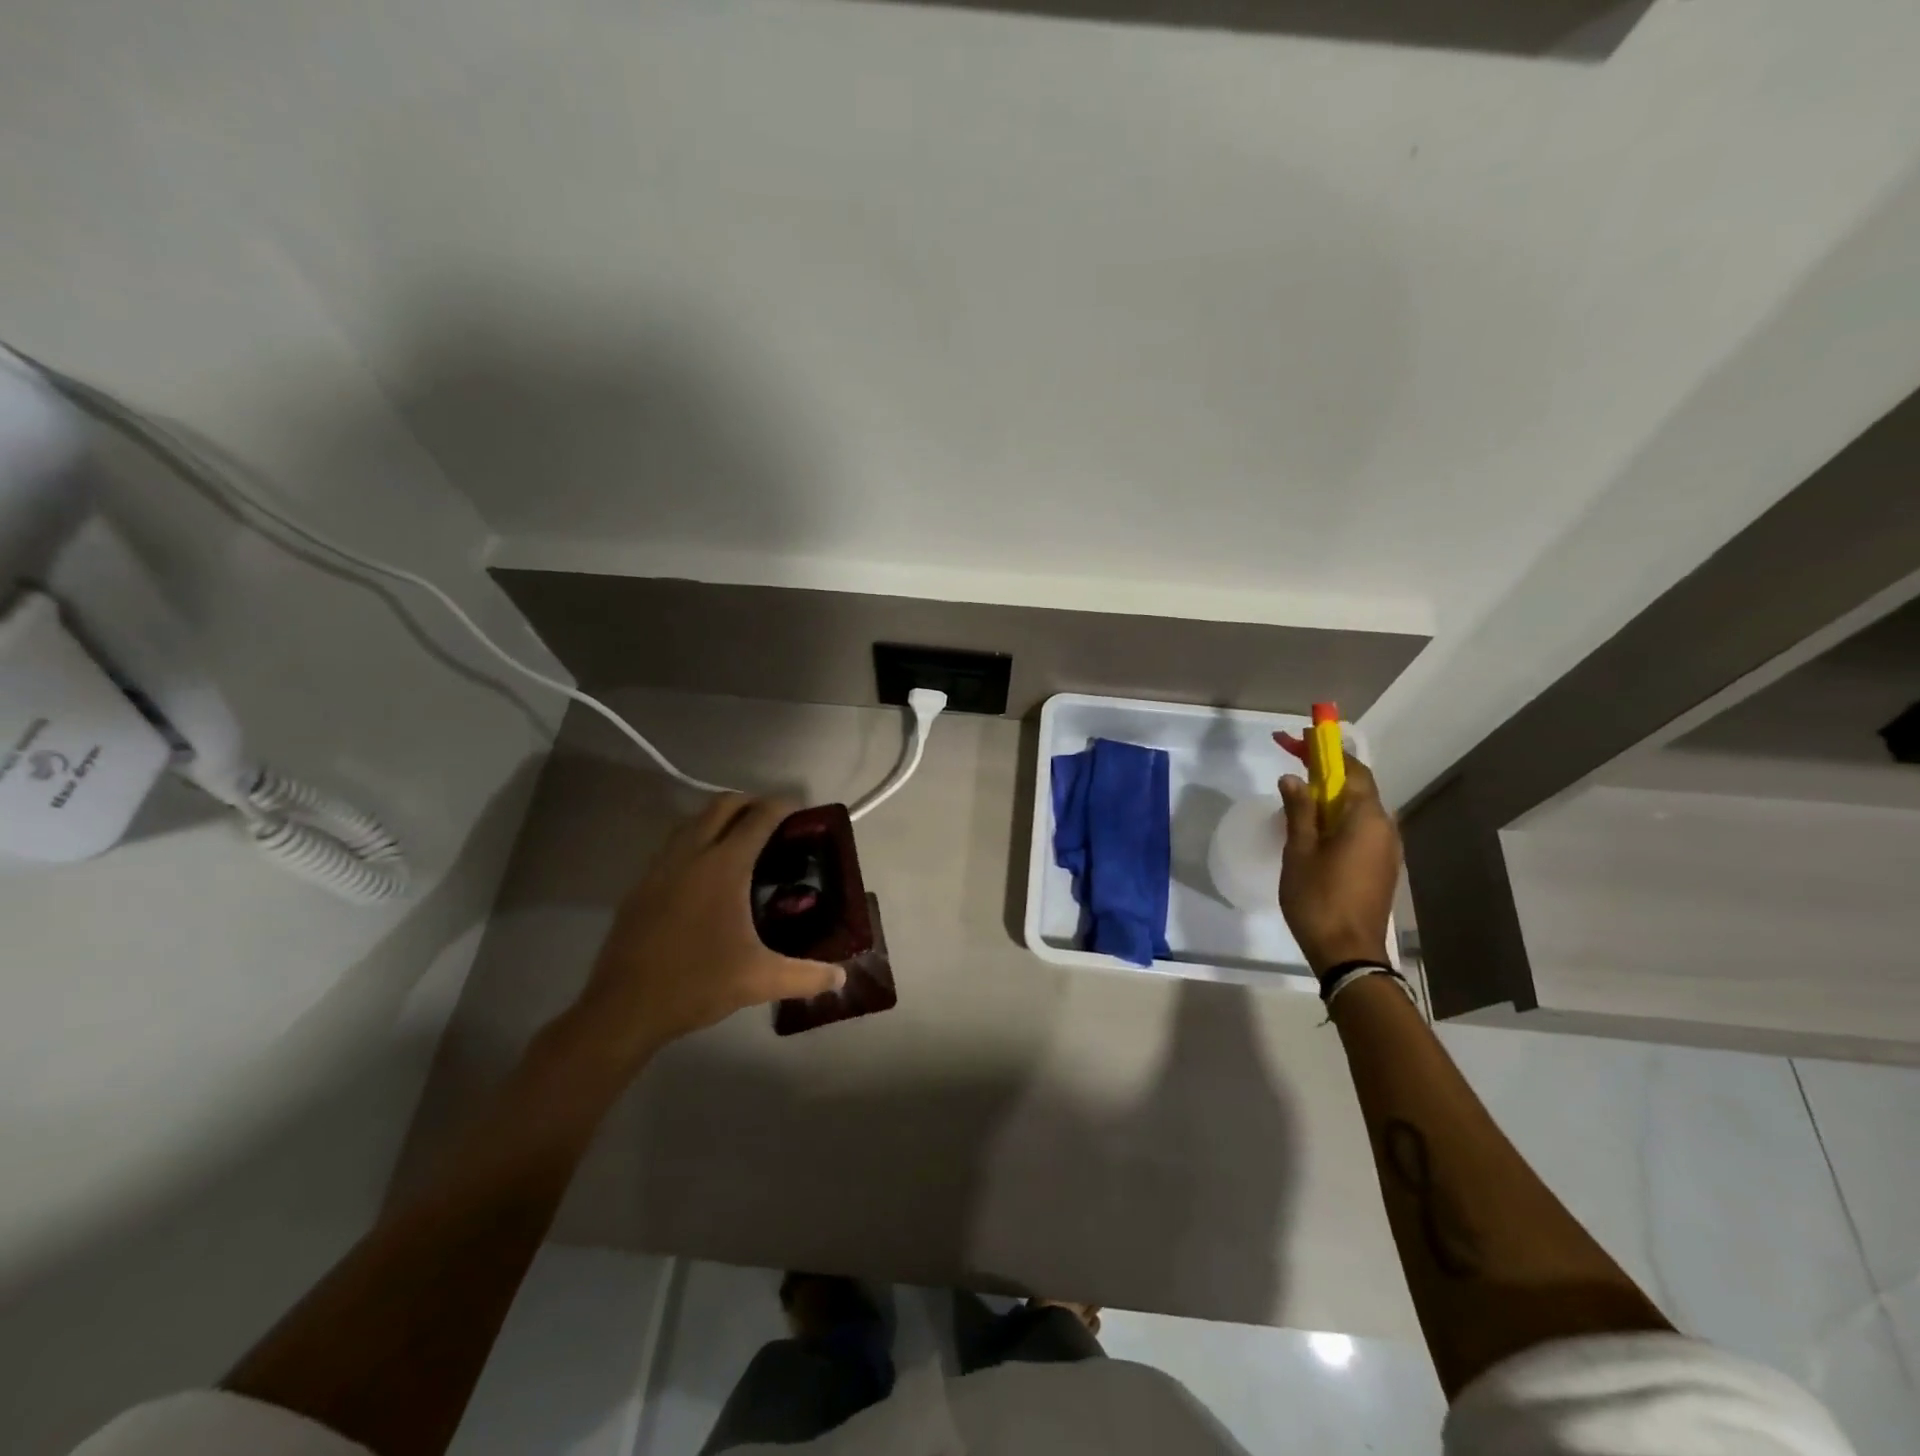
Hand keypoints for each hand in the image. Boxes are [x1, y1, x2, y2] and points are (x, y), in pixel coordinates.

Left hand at [567, 794, 845, 1070]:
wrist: (623, 1008)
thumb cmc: (697, 983)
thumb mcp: (760, 980)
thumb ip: (807, 976)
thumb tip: (841, 978)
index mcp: (723, 867)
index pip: (758, 819)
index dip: (782, 807)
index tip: (801, 809)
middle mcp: (691, 855)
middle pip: (722, 806)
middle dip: (750, 803)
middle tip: (773, 820)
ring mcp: (660, 868)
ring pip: (692, 821)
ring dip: (718, 818)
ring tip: (741, 839)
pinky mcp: (640, 886)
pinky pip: (672, 845)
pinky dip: (695, 840)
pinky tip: (704, 872)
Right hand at [1273, 736, 1400, 978]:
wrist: (1348, 953)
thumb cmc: (1319, 898)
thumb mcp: (1299, 851)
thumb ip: (1299, 811)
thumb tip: (1294, 779)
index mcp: (1366, 818)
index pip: (1351, 769)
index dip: (1325, 750)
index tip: (1301, 737)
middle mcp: (1385, 827)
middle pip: (1358, 786)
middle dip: (1328, 770)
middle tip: (1295, 761)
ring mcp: (1387, 849)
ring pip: (1359, 809)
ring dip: (1332, 795)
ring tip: (1300, 794)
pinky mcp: (1381, 866)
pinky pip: (1361, 828)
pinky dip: (1339, 817)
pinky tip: (1315, 827)